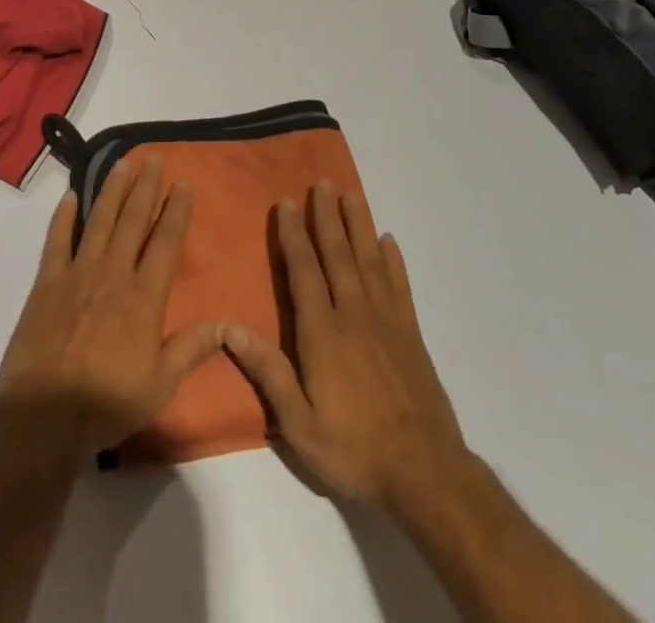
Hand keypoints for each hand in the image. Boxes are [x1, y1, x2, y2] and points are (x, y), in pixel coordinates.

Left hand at [0, 156, 222, 452]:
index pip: (165, 242)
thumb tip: (229, 324)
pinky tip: (70, 195)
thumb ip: (192, 348)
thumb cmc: (107, 404)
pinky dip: (63, 216)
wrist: (44, 418)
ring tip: (122, 164)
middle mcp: (113, 274)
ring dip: (112, 190)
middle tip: (154, 158)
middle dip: (146, 187)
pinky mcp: (47, 283)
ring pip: (99, 221)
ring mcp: (77, 274)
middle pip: (133, 221)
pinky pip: (57, 240)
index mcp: (144, 297)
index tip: (183, 183)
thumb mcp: (160, 385)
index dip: (175, 210)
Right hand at [225, 182, 466, 512]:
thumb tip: (229, 328)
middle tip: (322, 182)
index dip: (294, 235)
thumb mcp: (299, 424)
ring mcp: (387, 321)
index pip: (304, 271)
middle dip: (327, 216)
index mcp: (323, 333)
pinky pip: (400, 286)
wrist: (425, 473)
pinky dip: (393, 260)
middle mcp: (354, 315)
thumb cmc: (354, 449)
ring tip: (351, 194)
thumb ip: (268, 372)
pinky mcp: (411, 334)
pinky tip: (388, 241)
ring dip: (358, 225)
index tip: (288, 202)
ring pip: (369, 260)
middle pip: (338, 255)